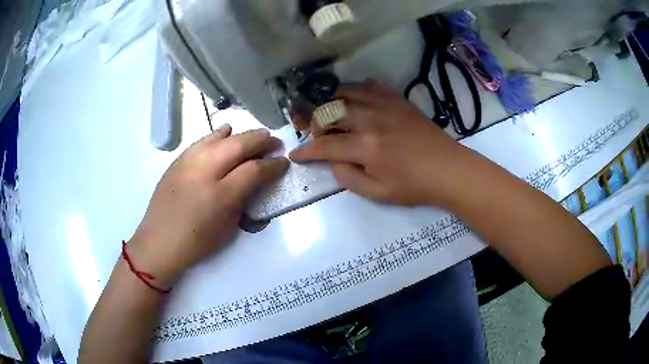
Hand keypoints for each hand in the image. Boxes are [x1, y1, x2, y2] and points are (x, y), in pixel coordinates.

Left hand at [129, 125, 288, 284]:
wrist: (159, 241)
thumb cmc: (196, 243)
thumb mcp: (228, 229)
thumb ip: (243, 201)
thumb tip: (254, 181)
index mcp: (220, 196)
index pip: (255, 170)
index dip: (273, 165)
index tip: (283, 162)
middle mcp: (205, 172)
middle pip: (240, 145)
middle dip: (262, 140)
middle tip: (274, 142)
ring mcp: (189, 162)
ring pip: (221, 136)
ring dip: (243, 134)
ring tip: (254, 136)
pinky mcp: (178, 159)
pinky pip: (203, 139)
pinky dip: (219, 135)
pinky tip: (226, 134)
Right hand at [290, 81, 465, 205]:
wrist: (449, 169)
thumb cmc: (414, 186)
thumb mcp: (377, 193)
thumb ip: (348, 177)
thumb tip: (333, 160)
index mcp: (366, 147)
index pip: (325, 145)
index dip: (306, 151)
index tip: (296, 154)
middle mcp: (371, 120)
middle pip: (330, 112)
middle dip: (315, 123)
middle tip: (317, 134)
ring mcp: (386, 106)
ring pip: (347, 93)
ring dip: (331, 102)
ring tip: (330, 113)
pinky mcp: (398, 101)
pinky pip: (372, 86)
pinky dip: (358, 89)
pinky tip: (356, 98)